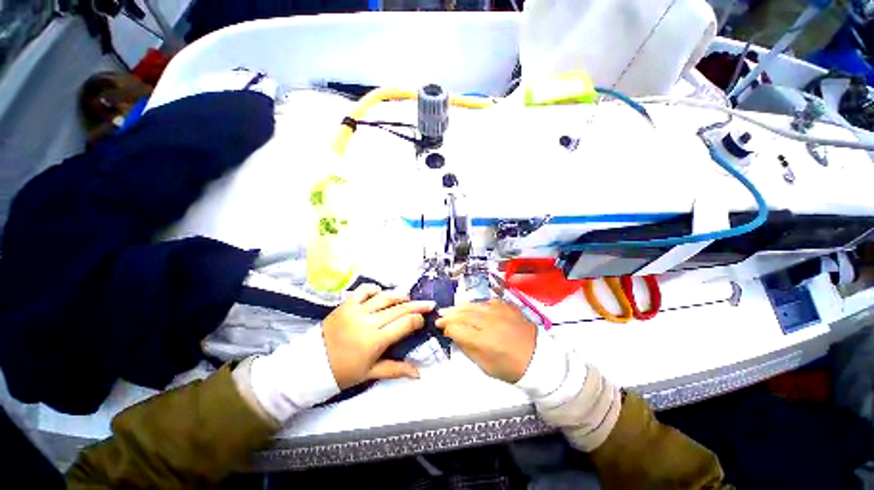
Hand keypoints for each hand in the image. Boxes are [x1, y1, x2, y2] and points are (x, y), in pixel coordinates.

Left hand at [323, 284, 435, 388]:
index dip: (418, 320)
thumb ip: (396, 370)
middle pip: (399, 309)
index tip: (422, 321)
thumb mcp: (371, 373)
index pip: (405, 324)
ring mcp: (356, 311)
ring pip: (384, 298)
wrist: (311, 365)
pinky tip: (381, 292)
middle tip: (428, 304)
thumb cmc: (344, 372)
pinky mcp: (346, 304)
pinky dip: (374, 289)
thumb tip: (419, 373)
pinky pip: (363, 291)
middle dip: (417, 306)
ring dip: (399, 296)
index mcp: (376, 340)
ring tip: (408, 297)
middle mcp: (369, 322)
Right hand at [436, 300, 536, 382]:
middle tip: (441, 316)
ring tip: (452, 309)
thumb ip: (467, 348)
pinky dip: (477, 304)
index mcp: (483, 341)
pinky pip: (487, 302)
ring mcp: (499, 312)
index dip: (447, 327)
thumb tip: (454, 334)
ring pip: (473, 305)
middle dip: (449, 315)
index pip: (457, 329)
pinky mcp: (507, 306)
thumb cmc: (510, 367)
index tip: (441, 328)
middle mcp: (489, 322)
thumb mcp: (485, 366)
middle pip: (463, 314)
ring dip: (460, 307)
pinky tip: (472, 307)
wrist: (538, 358)